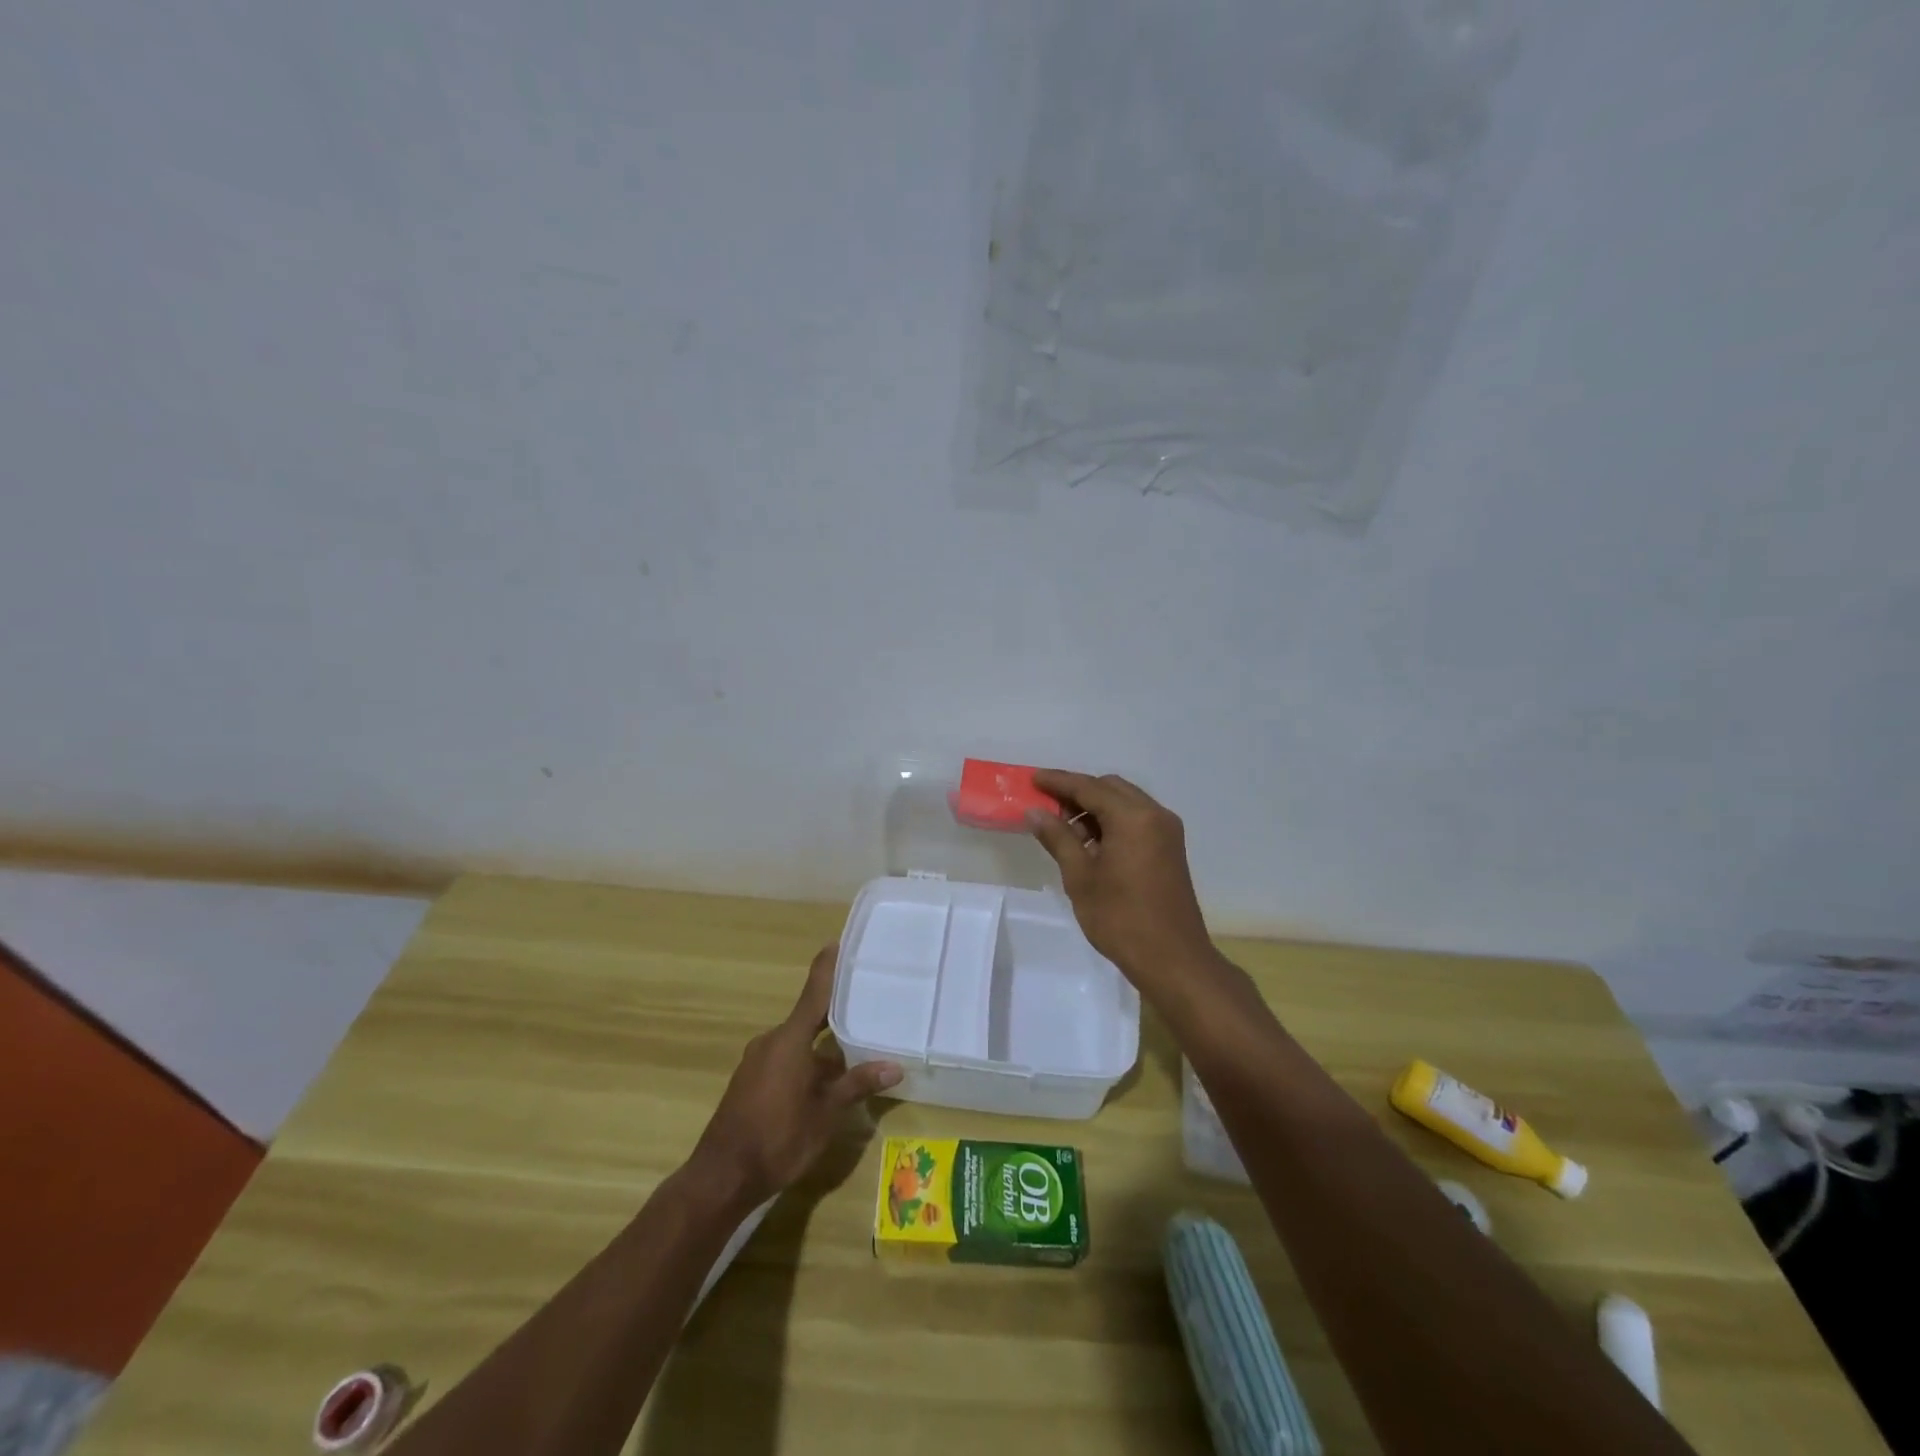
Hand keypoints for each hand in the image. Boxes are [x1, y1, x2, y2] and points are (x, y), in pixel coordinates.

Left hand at [689, 944, 902, 1208]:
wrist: (722, 1176)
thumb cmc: (778, 1138)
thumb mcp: (826, 1113)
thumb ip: (858, 1084)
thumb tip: (895, 1066)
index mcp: (790, 1039)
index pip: (814, 991)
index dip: (827, 967)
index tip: (840, 943)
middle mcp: (772, 1041)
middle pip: (809, 1017)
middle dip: (836, 1014)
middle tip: (867, 1004)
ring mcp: (758, 1061)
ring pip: (798, 1042)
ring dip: (823, 1045)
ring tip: (855, 1046)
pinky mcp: (751, 1081)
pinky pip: (785, 1058)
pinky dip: (807, 1061)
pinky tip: (827, 1079)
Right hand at [1027, 770, 1219, 991]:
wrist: (1172, 959)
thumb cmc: (1120, 918)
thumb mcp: (1080, 877)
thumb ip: (1058, 838)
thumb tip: (1035, 812)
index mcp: (1133, 818)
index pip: (1089, 787)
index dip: (1058, 781)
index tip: (1033, 778)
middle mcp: (1155, 815)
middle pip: (1110, 788)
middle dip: (1078, 793)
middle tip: (1048, 809)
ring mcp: (1167, 831)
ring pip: (1124, 803)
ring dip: (1095, 808)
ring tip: (1066, 832)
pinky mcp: (1170, 848)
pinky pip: (1136, 820)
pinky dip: (1112, 822)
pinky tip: (1091, 845)